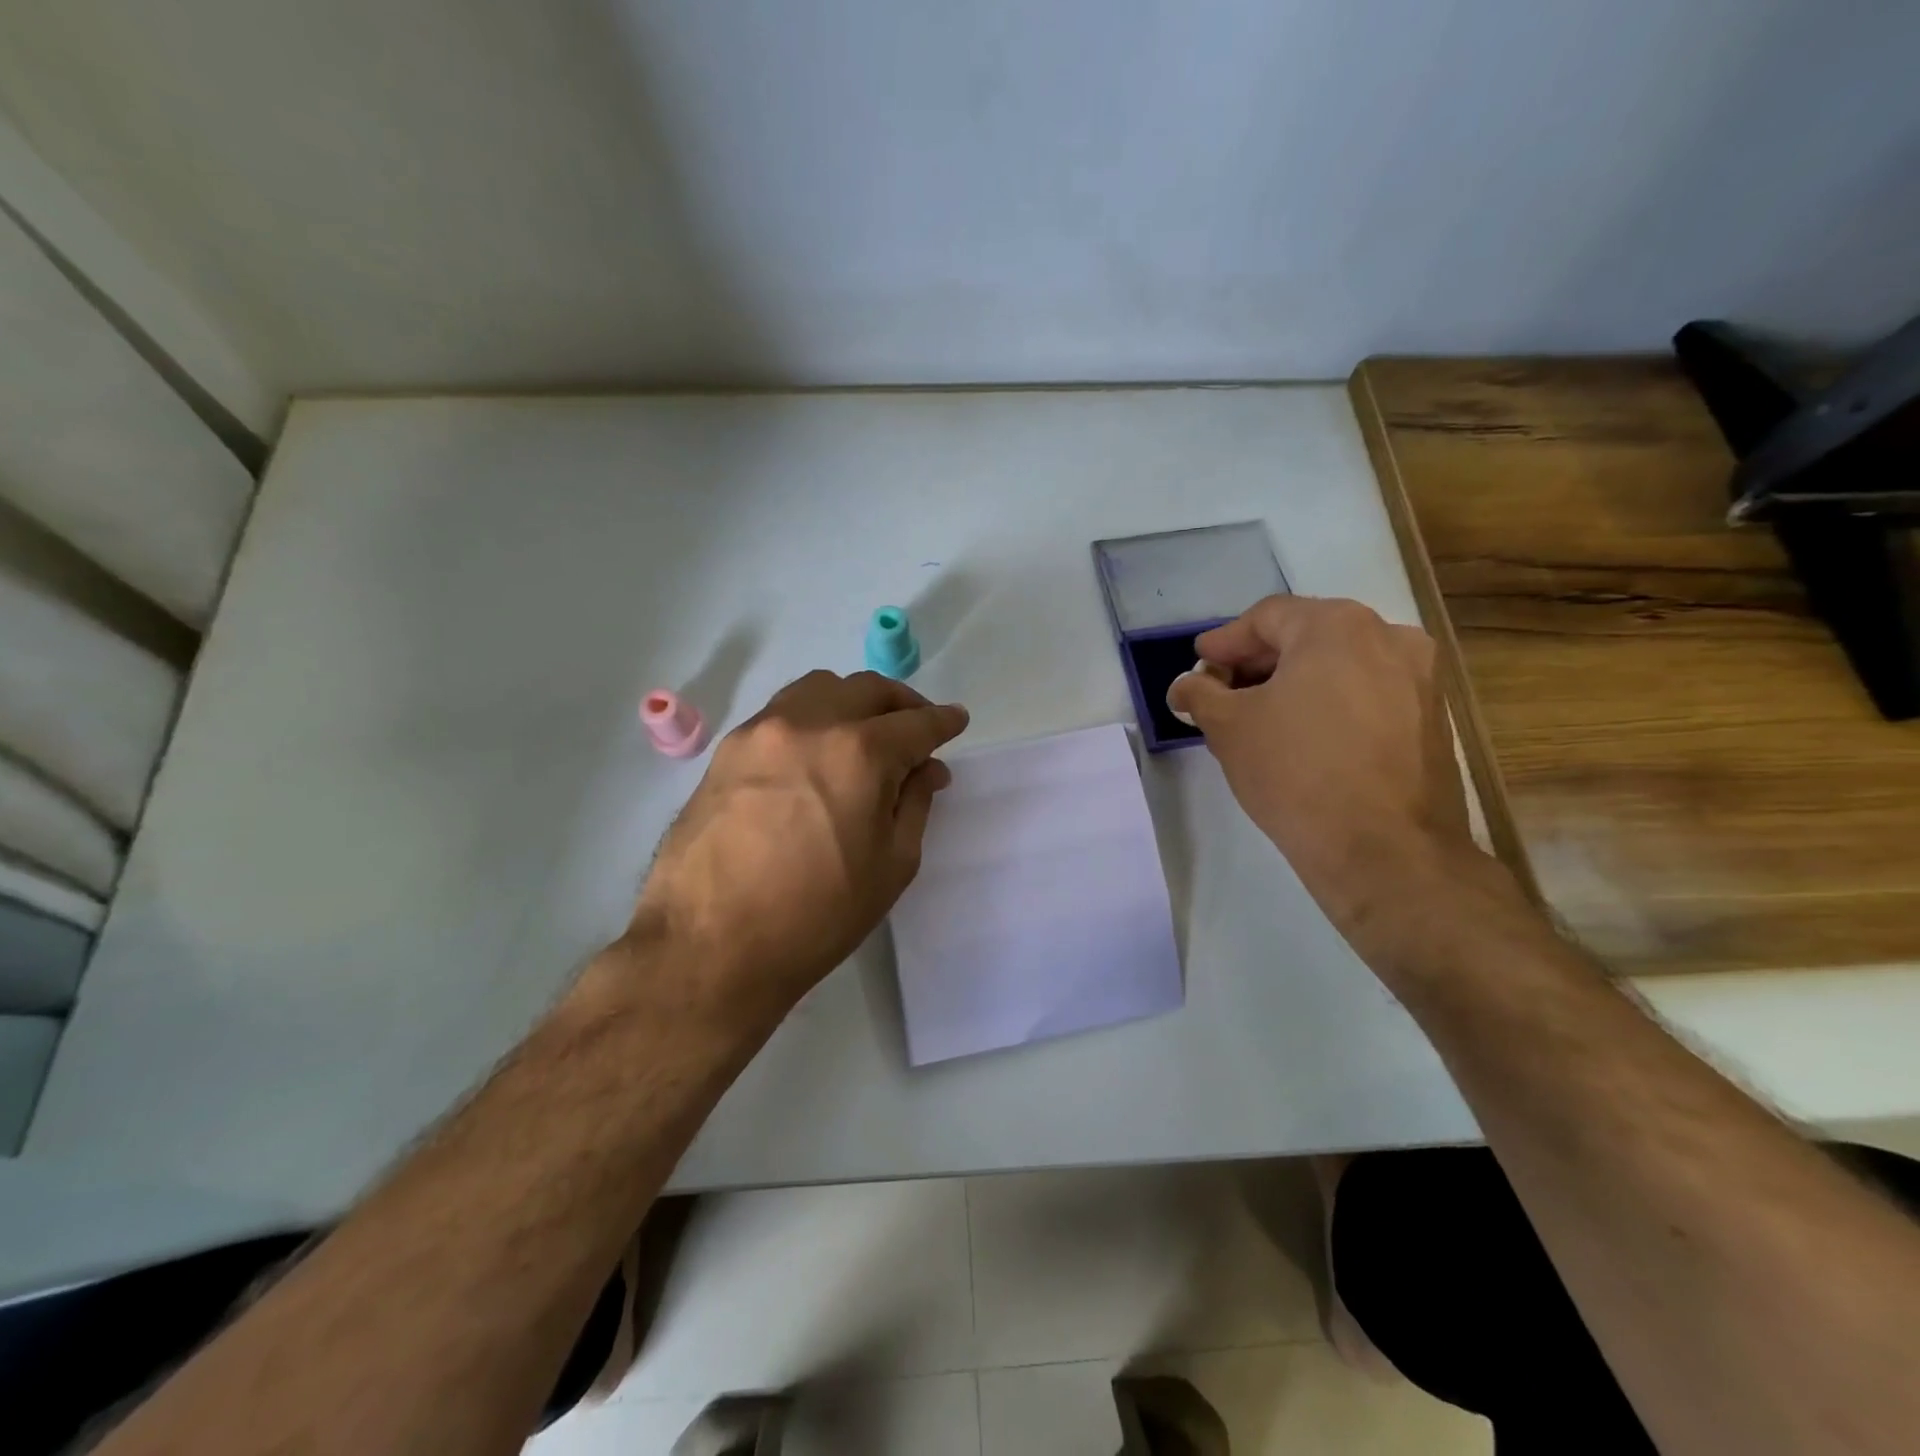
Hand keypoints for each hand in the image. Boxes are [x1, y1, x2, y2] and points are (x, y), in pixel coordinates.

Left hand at [630, 670, 968, 1017]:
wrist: (710, 945)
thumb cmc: (816, 915)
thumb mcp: (891, 865)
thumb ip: (915, 803)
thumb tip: (927, 769)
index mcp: (860, 753)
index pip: (916, 723)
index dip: (943, 722)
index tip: (956, 720)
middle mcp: (811, 724)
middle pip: (868, 689)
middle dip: (902, 702)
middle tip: (915, 728)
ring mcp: (762, 731)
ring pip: (820, 689)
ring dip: (853, 701)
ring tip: (863, 733)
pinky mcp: (727, 749)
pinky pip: (781, 712)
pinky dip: (812, 717)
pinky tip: (814, 752)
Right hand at [1167, 596, 1478, 936]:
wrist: (1384, 849)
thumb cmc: (1295, 771)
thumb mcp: (1228, 728)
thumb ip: (1200, 694)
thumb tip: (1186, 686)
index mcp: (1337, 626)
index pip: (1267, 617)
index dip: (1225, 642)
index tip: (1199, 665)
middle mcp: (1388, 637)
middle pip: (1307, 636)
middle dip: (1258, 663)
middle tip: (1222, 691)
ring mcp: (1420, 678)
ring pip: (1340, 666)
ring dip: (1295, 683)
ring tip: (1260, 717)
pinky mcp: (1432, 719)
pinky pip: (1368, 694)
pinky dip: (1330, 704)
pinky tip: (1304, 737)